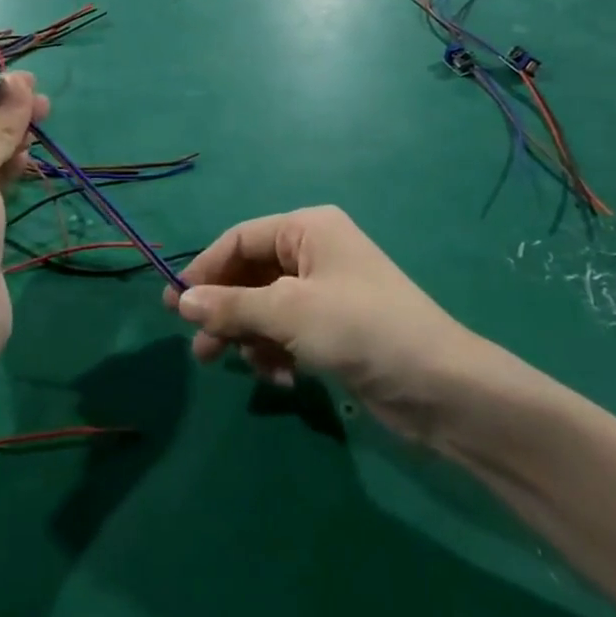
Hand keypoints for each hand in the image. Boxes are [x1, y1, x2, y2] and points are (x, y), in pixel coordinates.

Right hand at [166, 206, 549, 452]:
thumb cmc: (360, 328)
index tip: (175, 304)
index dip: (205, 269)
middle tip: (198, 347)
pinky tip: (278, 379)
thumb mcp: (288, 313)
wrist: (440, 387)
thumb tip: (182, 300)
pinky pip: (288, 331)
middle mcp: (315, 253)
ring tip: (231, 367)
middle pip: (250, 274)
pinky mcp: (335, 328)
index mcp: (307, 229)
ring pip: (266, 307)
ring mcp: (326, 292)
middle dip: (224, 310)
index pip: (240, 239)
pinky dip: (276, 351)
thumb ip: (231, 306)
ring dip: (248, 336)